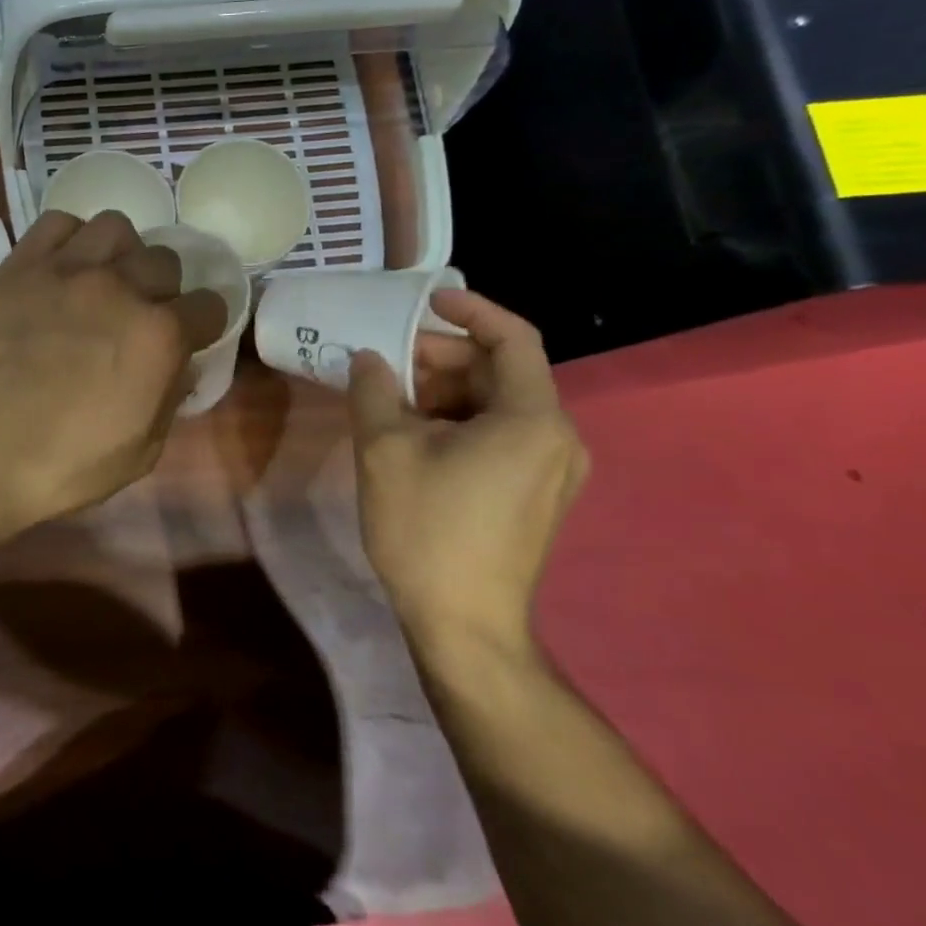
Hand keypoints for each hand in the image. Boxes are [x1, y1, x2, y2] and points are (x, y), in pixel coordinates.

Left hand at [0, 210, 227, 533]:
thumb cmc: (62, 465)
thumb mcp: (140, 453)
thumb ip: (169, 399)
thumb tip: (179, 365)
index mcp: (158, 336)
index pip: (209, 305)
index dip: (204, 323)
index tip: (190, 335)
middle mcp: (120, 289)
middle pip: (164, 260)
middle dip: (162, 288)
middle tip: (137, 315)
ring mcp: (67, 270)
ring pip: (116, 227)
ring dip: (120, 254)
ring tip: (102, 281)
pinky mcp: (20, 265)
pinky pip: (58, 223)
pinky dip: (69, 239)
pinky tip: (61, 268)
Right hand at [348, 290, 587, 658]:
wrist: (464, 624)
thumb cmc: (426, 528)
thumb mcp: (384, 448)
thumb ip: (374, 389)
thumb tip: (369, 359)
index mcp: (531, 418)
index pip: (513, 338)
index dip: (470, 310)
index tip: (425, 301)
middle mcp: (557, 437)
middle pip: (501, 371)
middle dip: (442, 357)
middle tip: (388, 361)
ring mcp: (552, 470)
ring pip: (498, 404)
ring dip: (445, 390)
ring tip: (391, 398)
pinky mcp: (537, 494)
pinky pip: (501, 435)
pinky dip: (459, 420)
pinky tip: (413, 434)